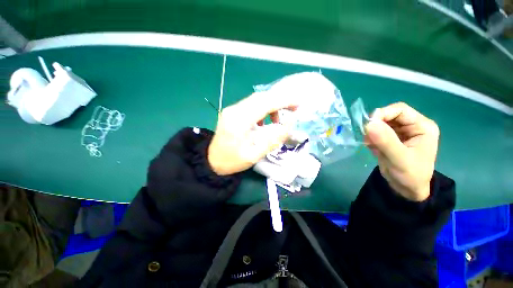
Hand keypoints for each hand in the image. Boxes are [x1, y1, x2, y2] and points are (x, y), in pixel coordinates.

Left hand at [208, 92, 297, 175]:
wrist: (212, 161)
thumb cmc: (232, 161)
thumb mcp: (255, 155)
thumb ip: (273, 140)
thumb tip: (289, 125)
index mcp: (239, 121)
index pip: (265, 103)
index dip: (283, 101)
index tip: (298, 104)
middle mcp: (234, 110)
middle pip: (261, 97)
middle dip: (280, 100)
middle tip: (293, 109)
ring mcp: (232, 109)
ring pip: (256, 99)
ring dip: (271, 105)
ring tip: (278, 120)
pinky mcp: (232, 112)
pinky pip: (251, 105)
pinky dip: (262, 109)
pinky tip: (264, 122)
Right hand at [365, 102, 439, 201]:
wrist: (406, 189)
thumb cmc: (410, 175)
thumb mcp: (399, 159)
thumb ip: (386, 141)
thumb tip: (369, 123)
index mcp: (422, 127)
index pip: (400, 110)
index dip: (383, 113)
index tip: (368, 125)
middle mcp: (411, 126)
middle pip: (389, 115)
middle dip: (376, 125)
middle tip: (368, 138)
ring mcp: (400, 132)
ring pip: (380, 124)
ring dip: (372, 133)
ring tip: (371, 145)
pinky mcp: (390, 139)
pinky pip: (376, 132)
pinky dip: (370, 138)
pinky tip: (373, 148)